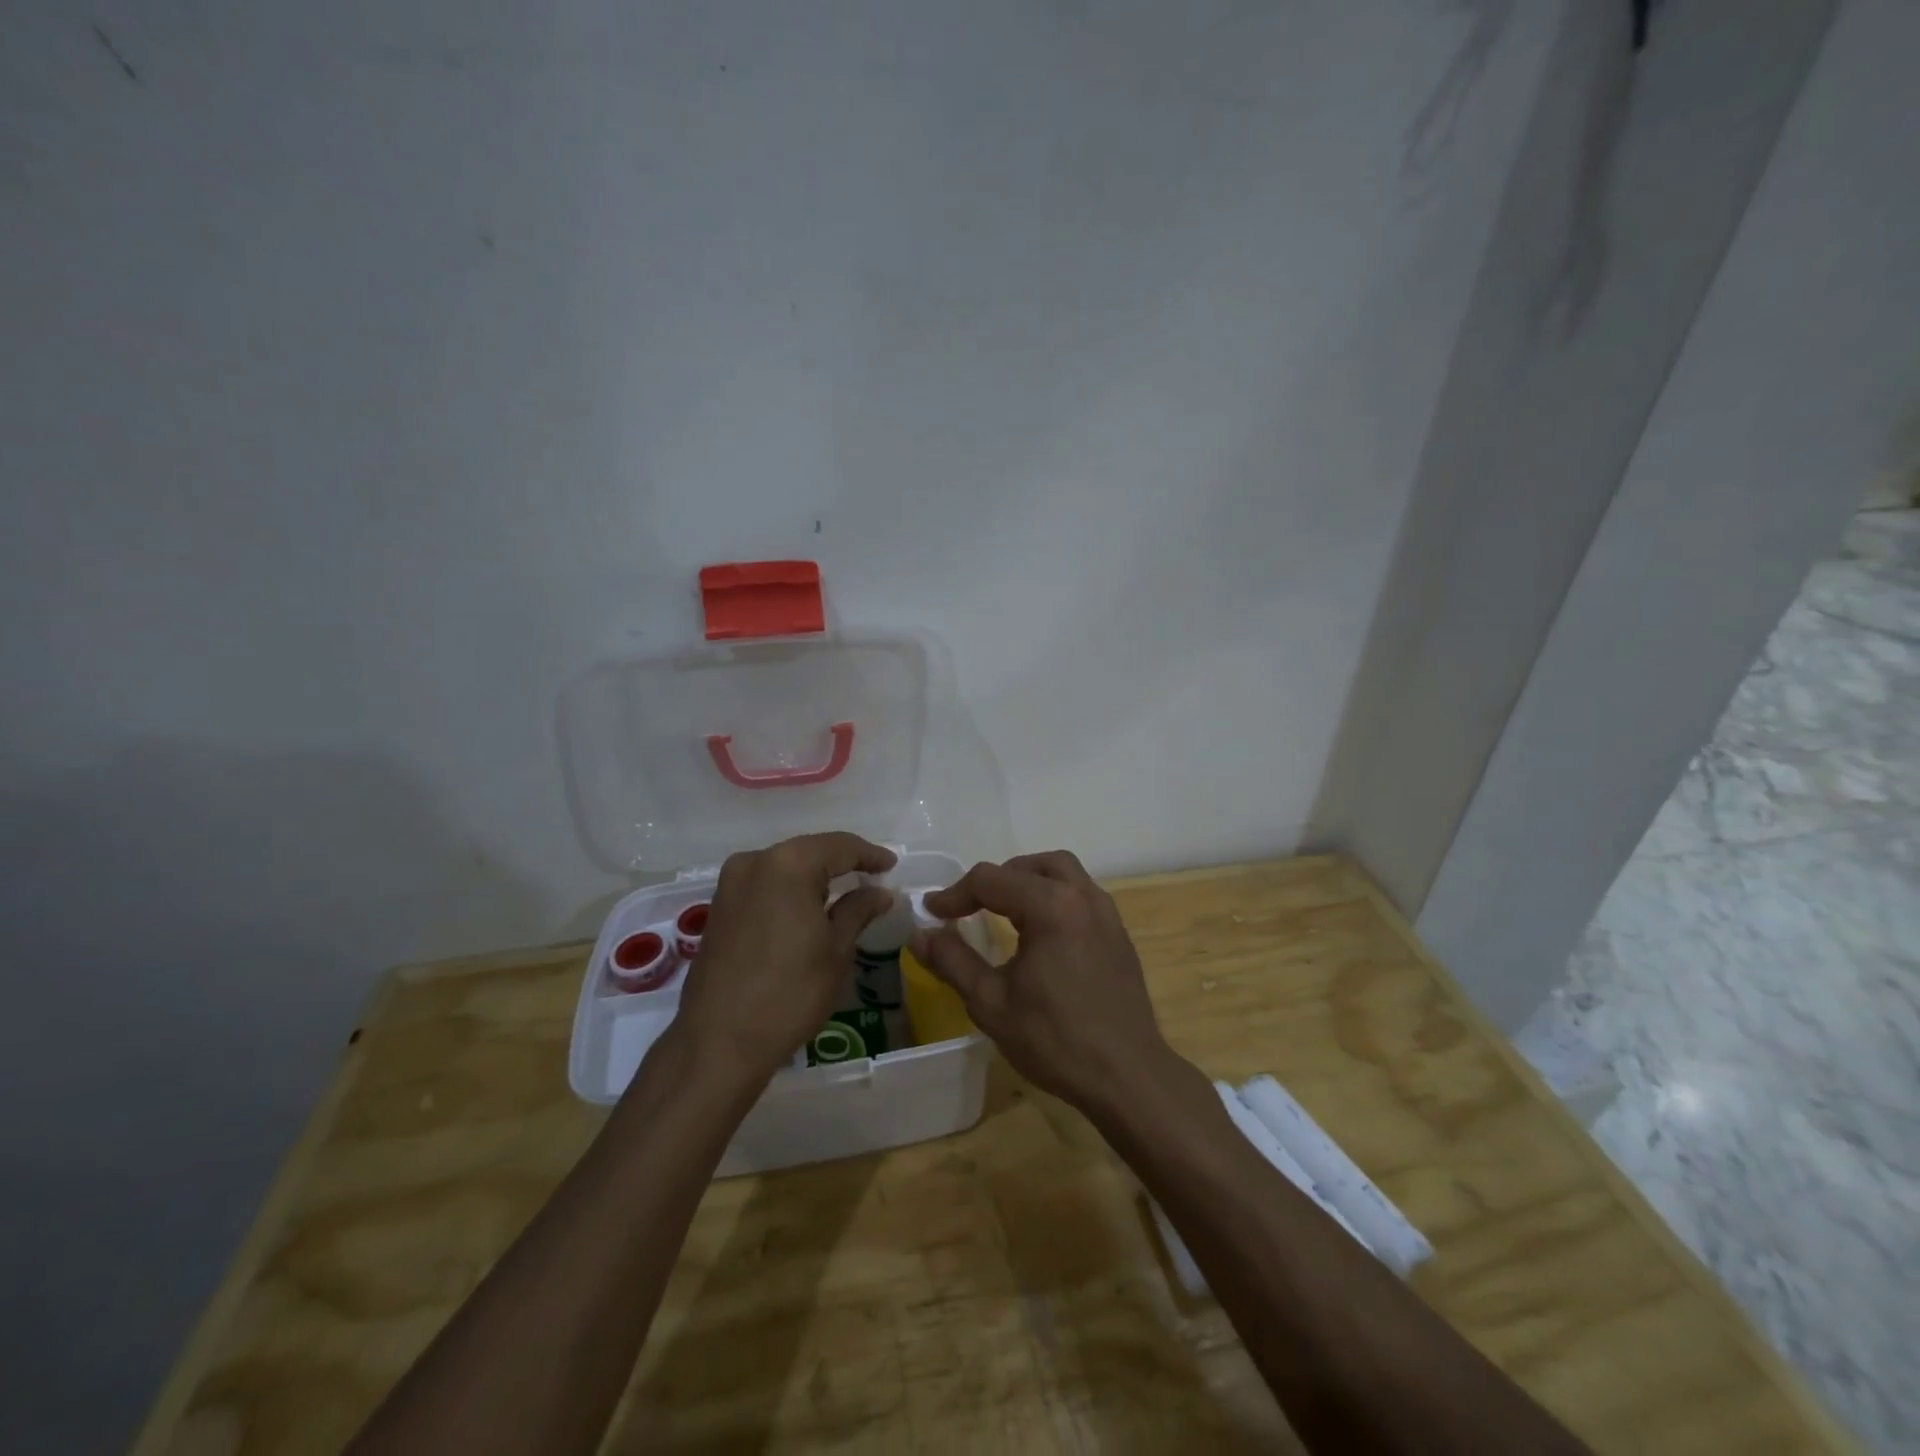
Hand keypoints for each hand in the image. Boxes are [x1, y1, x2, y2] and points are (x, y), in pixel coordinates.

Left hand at [666, 832, 895, 1086]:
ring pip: (785, 866)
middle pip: (809, 851)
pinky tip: (808, 907)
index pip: (840, 846)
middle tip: (872, 877)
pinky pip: (765, 884)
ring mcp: (731, 883)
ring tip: (845, 892)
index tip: (892, 865)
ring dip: (815, 875)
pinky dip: (790, 889)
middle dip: (841, 862)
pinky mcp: (719, 907)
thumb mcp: (836, 950)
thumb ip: (858, 910)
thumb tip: (879, 892)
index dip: (869, 854)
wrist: (719, 1042)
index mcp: (789, 864)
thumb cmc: (789, 993)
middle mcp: (755, 861)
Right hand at [913, 851, 1173, 1113]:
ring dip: (1028, 880)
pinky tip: (1041, 932)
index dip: (955, 893)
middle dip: (995, 879)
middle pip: (1031, 865)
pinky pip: (1081, 894)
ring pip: (1063, 872)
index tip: (932, 913)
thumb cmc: (1055, 1039)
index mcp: (1050, 906)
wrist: (1127, 1076)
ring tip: (1004, 910)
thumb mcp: (991, 1003)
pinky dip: (1054, 896)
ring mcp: (1106, 913)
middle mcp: (1082, 897)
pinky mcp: (1119, 933)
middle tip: (970, 906)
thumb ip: (952, 961)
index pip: (991, 880)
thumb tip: (919, 935)